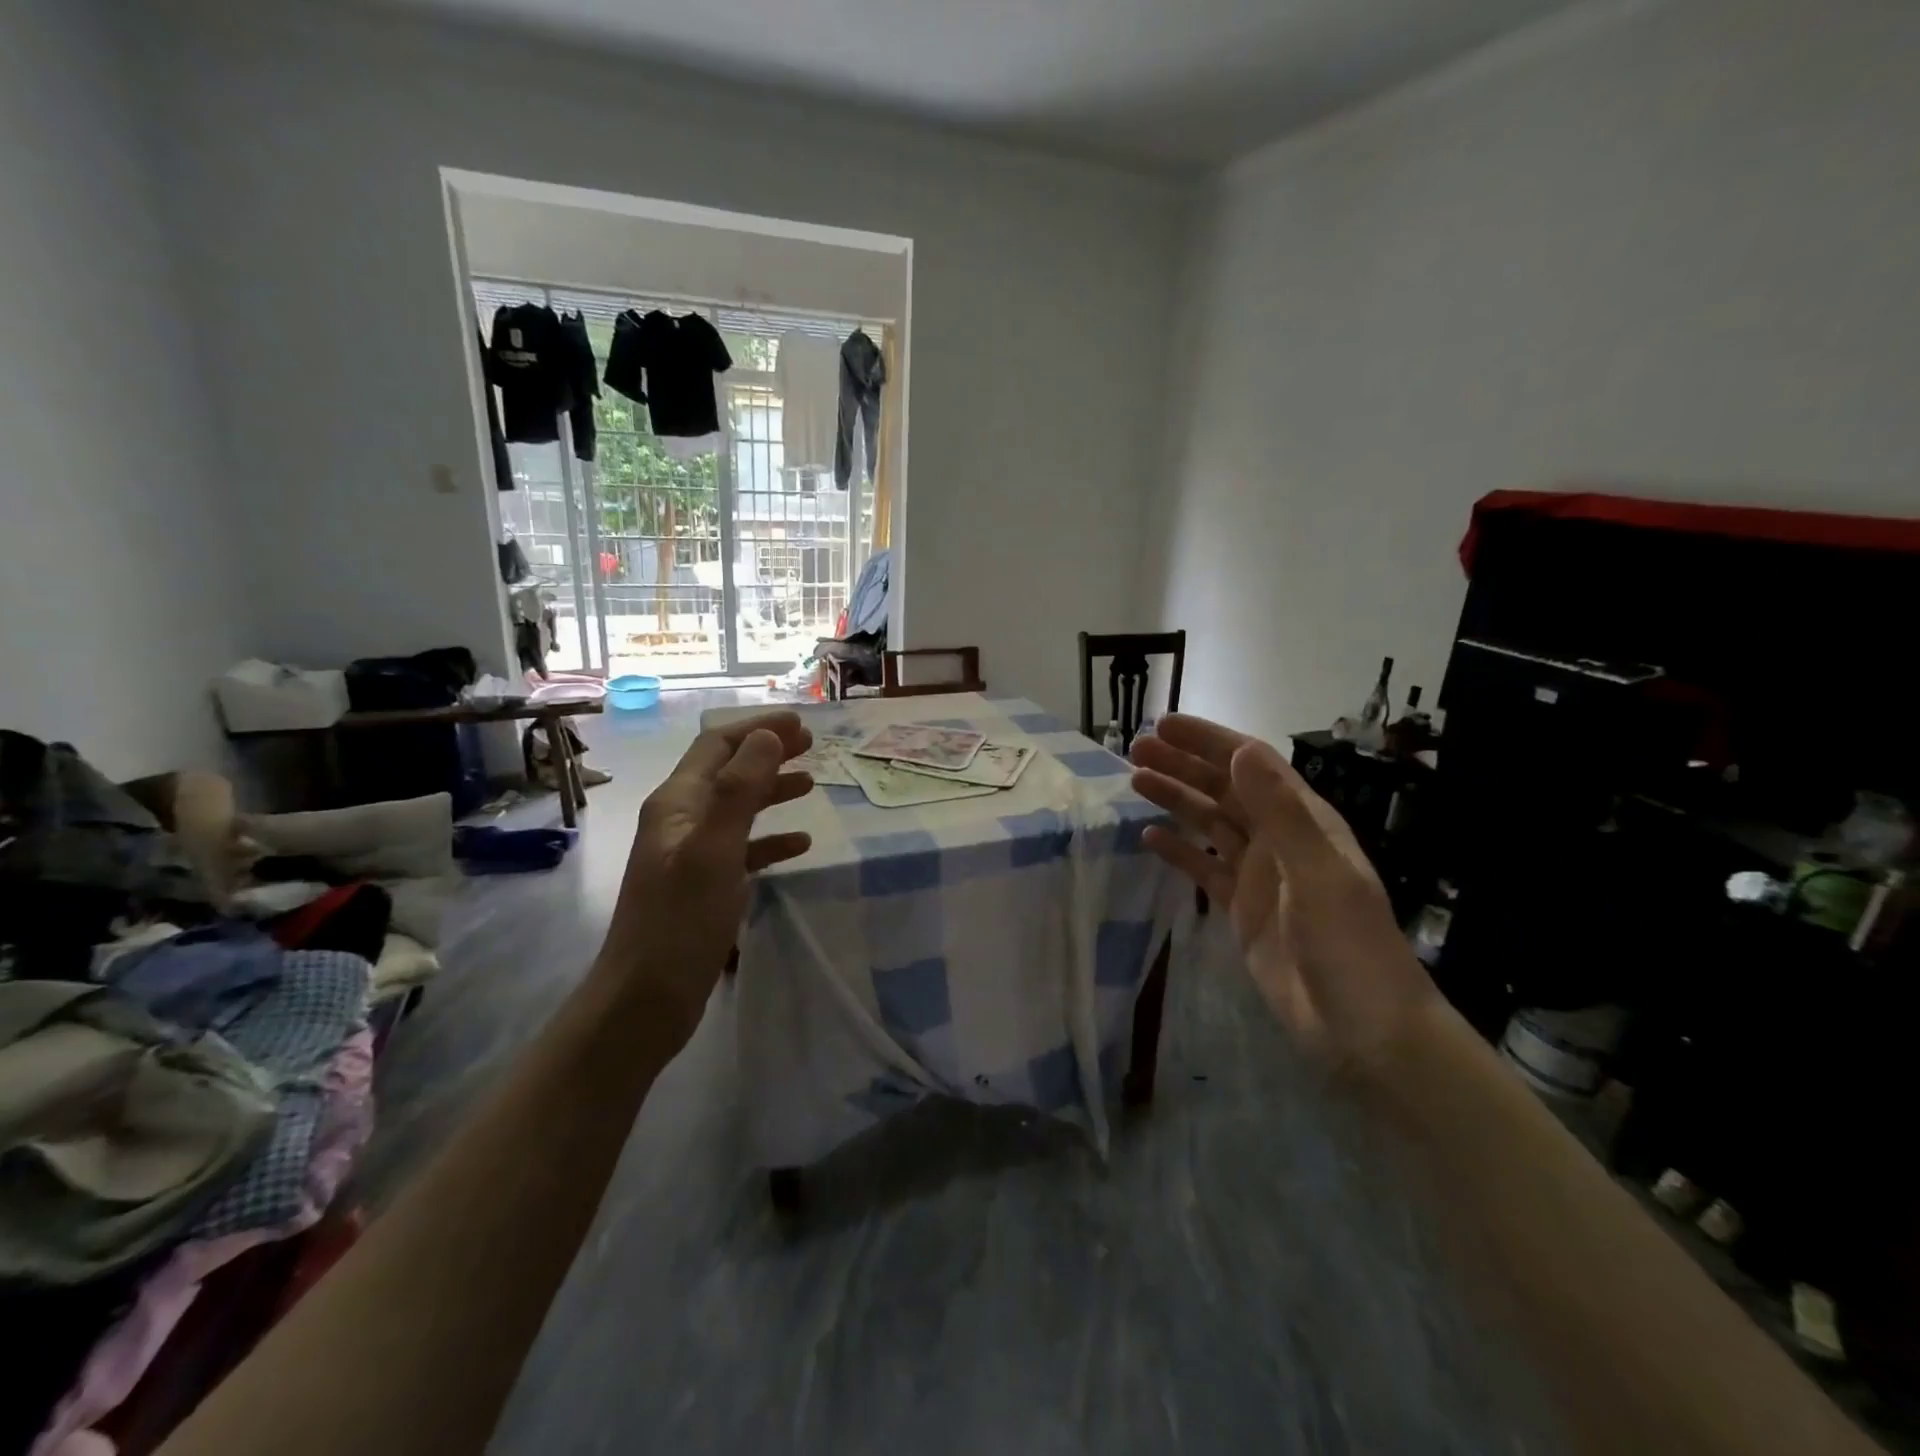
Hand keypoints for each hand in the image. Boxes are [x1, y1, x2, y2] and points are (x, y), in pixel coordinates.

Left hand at [598, 712, 815, 1039]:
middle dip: (768, 753)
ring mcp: (691, 853)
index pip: (718, 746)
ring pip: (738, 808)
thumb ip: (740, 790)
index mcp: (677, 803)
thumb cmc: (679, 921)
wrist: (645, 999)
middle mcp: (681, 820)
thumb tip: (767, 736)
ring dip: (772, 790)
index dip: (758, 728)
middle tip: (812, 746)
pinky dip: (771, 839)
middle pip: (729, 771)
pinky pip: (743, 849)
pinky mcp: (704, 885)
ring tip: (811, 784)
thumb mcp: (713, 849)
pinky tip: (800, 844)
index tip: (801, 723)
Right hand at [1131, 714, 1434, 1071]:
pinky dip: (1178, 850)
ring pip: (1210, 823)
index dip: (1209, 741)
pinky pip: (1204, 868)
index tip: (1165, 725)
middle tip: (1135, 750)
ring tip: (1135, 781)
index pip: (1251, 764)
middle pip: (1224, 788)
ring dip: (1176, 799)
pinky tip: (1149, 837)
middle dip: (1183, 764)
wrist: (1363, 1029)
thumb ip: (1280, 812)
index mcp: (1303, 821)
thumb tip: (1242, 752)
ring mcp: (1259, 874)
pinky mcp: (1242, 908)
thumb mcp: (1317, 874)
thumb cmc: (1348, 946)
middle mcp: (1279, 839)